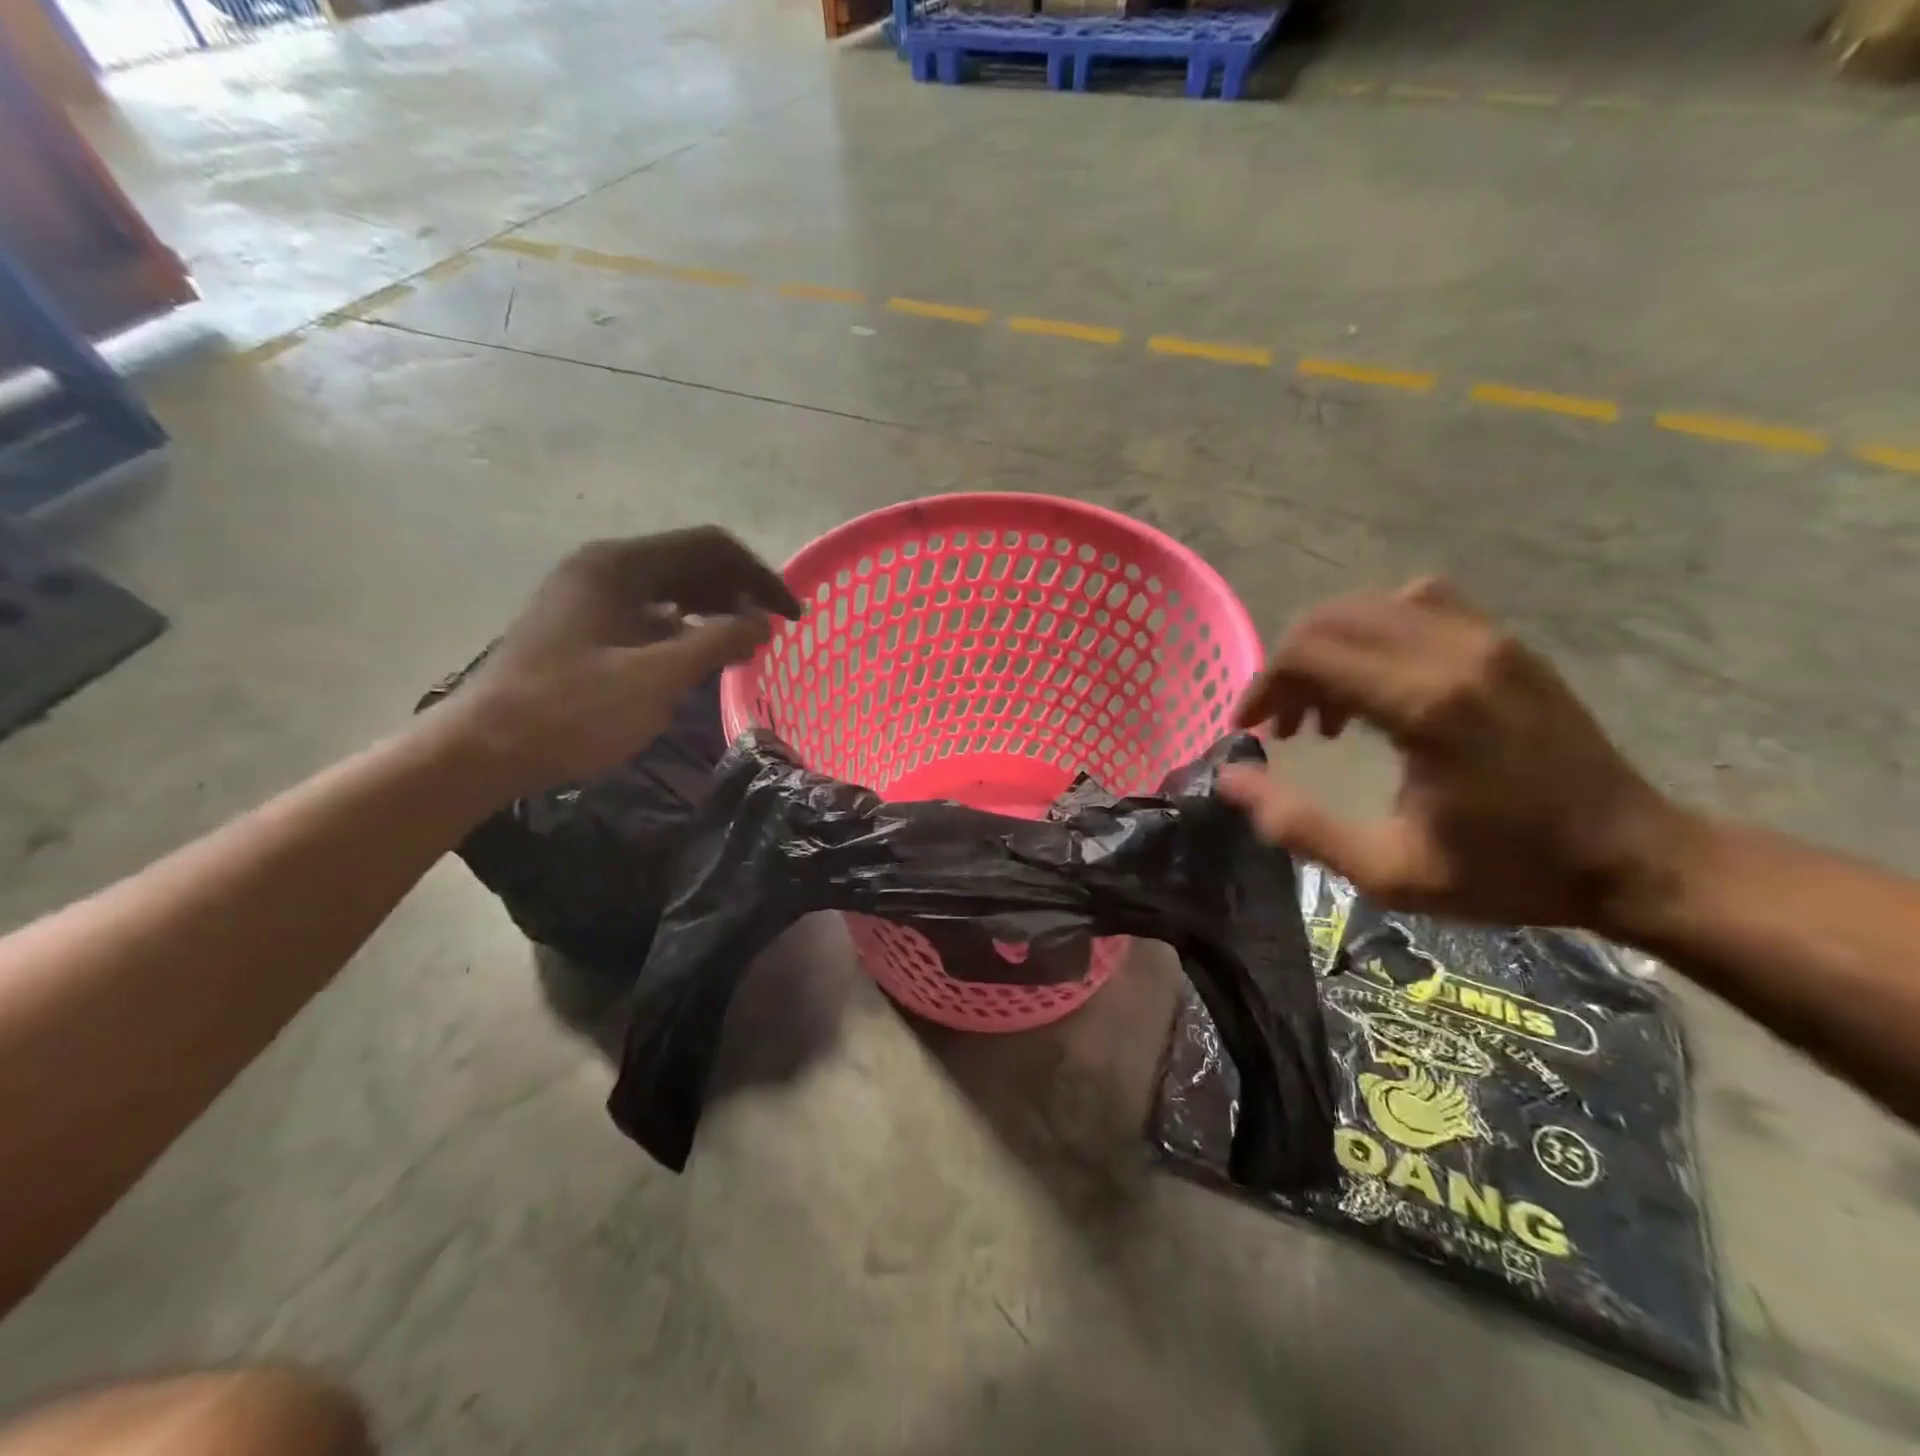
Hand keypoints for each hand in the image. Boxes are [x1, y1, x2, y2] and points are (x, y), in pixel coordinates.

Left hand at [437, 528, 801, 798]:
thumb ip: (715, 643)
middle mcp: (605, 568)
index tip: (790, 616)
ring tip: (744, 647)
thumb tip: (763, 623)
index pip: (710, 547)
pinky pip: (650, 614)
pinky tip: (700, 657)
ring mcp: (592, 596)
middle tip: (770, 634)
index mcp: (619, 564)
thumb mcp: (654, 679)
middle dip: (738, 593)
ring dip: (714, 611)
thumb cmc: (569, 710)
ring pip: (671, 589)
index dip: (758, 577)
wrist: (484, 750)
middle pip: (691, 563)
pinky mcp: (586, 626)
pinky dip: (684, 630)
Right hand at [1219, 578, 1688, 931]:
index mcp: (1426, 706)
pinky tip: (1377, 678)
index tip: (1252, 728)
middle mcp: (1454, 653)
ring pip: (1370, 605)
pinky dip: (1375, 629)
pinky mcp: (1505, 641)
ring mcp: (1487, 639)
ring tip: (1328, 708)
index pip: (1310, 653)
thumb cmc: (1505, 870)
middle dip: (1288, 668)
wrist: (1632, 856)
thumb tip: (1231, 778)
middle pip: (1331, 620)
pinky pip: (1418, 603)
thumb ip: (1299, 824)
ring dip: (1328, 648)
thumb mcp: (1388, 870)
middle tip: (1284, 725)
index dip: (1264, 685)